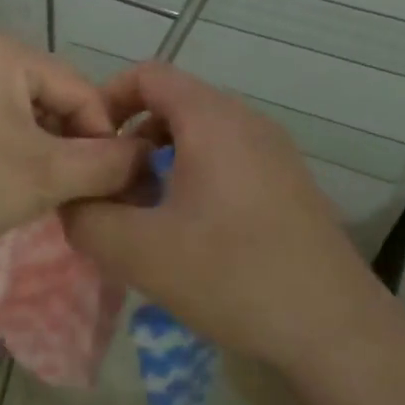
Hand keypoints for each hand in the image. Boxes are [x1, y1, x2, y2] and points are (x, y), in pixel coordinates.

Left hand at [0, 34, 146, 265]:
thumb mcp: (45, 175)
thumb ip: (106, 164)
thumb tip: (148, 158)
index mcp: (5, 52)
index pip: (83, 92)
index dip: (104, 141)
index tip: (111, 188)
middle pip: (52, 102)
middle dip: (70, 150)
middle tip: (74, 198)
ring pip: (21, 121)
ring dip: (41, 159)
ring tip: (40, 200)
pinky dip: (7, 160)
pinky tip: (1, 193)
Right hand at [61, 60, 384, 369]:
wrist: (334, 329)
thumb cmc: (232, 277)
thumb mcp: (139, 252)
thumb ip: (86, 218)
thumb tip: (70, 201)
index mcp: (213, 121)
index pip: (147, 76)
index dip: (105, 102)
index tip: (85, 148)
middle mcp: (248, 122)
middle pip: (173, 105)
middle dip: (130, 141)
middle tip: (108, 189)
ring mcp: (274, 153)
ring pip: (200, 136)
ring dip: (160, 164)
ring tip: (142, 214)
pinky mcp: (288, 185)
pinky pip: (227, 161)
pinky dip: (193, 179)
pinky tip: (186, 233)